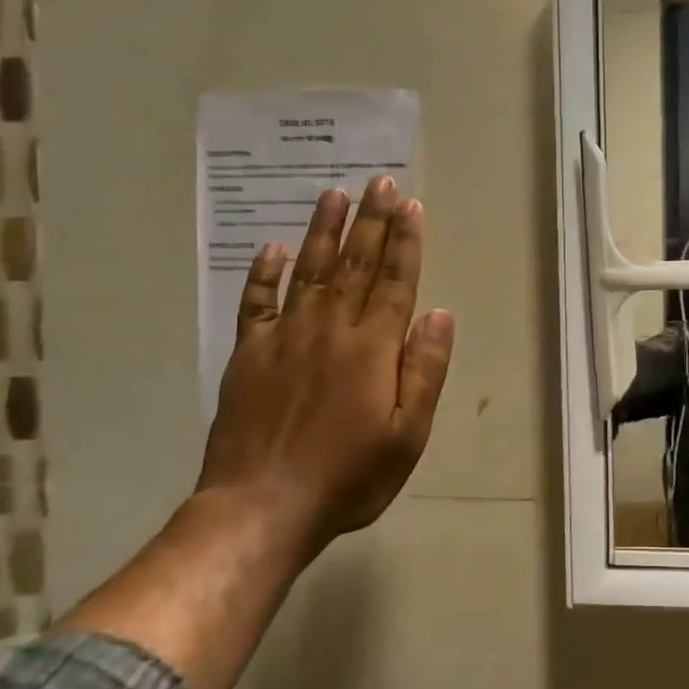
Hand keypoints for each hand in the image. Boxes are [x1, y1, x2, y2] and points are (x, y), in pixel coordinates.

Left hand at [196, 175, 454, 551]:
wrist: (261, 506)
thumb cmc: (349, 475)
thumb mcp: (408, 433)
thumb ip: (425, 369)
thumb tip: (439, 313)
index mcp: (373, 347)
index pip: (395, 281)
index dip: (405, 241)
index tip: (410, 205)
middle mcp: (331, 329)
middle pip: (357, 264)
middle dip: (372, 221)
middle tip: (381, 182)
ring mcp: (285, 338)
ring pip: (310, 271)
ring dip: (324, 231)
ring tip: (335, 194)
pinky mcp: (249, 354)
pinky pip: (256, 303)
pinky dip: (264, 274)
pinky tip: (272, 249)